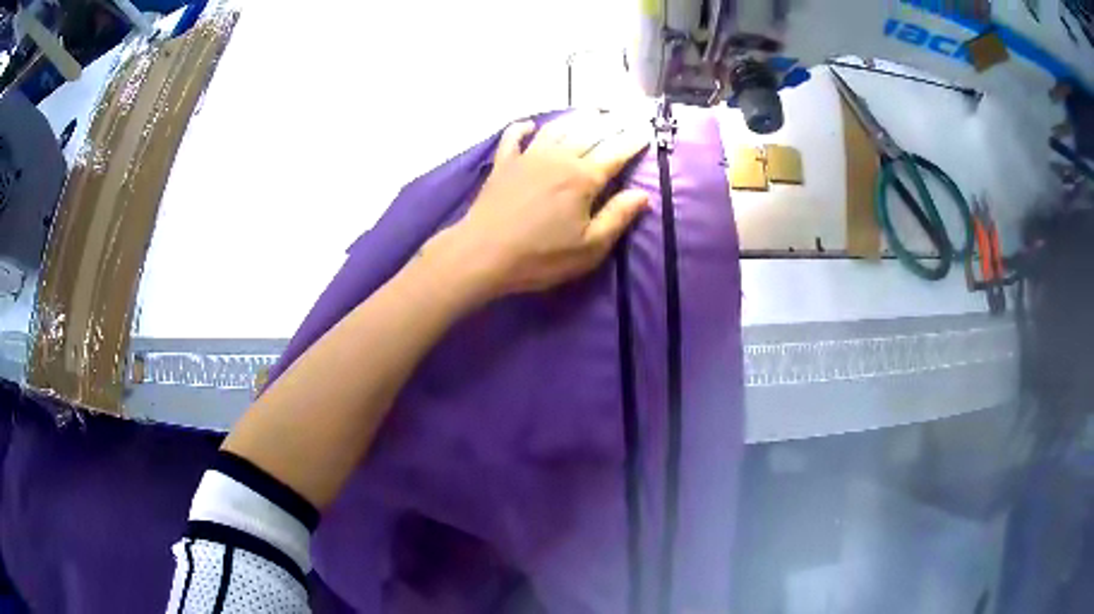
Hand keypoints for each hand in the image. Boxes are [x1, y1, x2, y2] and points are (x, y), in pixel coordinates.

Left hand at [437, 113, 650, 299]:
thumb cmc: (540, 257)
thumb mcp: (589, 248)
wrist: (483, 254)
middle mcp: (559, 158)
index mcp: (583, 178)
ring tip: (592, 112)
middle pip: (591, 133)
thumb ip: (617, 218)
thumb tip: (642, 195)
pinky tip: (530, 124)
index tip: (648, 130)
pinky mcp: (504, 164)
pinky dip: (523, 128)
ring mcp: (528, 157)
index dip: (634, 141)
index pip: (616, 153)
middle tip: (627, 114)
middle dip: (612, 123)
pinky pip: (514, 137)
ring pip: (558, 128)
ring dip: (577, 118)